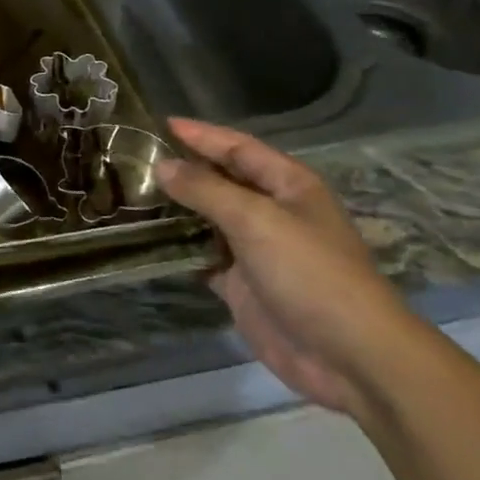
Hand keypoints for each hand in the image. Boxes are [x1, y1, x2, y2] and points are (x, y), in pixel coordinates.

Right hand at [157, 119, 423, 419]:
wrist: (349, 356)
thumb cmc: (310, 273)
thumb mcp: (256, 220)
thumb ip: (205, 189)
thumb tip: (162, 165)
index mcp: (288, 185)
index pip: (238, 148)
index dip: (201, 135)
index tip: (160, 123)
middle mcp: (271, 211)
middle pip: (220, 181)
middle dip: (183, 170)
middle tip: (134, 159)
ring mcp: (255, 249)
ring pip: (207, 219)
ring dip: (175, 209)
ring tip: (130, 194)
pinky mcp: (241, 284)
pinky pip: (202, 257)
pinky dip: (177, 249)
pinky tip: (145, 240)